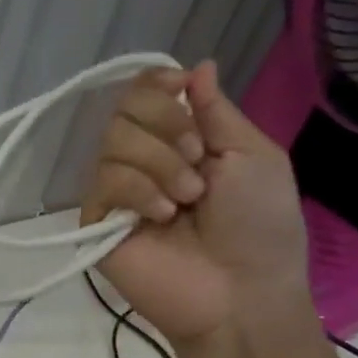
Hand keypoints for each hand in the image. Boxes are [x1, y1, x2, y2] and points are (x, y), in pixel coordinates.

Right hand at [81, 60, 310, 348]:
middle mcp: (144, 160)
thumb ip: (217, 112)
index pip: (145, 94)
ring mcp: (118, 193)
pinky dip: (137, 190)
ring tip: (185, 201)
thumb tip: (198, 66)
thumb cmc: (259, 226)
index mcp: (182, 141)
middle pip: (124, 109)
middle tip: (198, 162)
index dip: (155, 83)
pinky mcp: (98, 223)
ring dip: (159, 163)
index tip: (178, 87)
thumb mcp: (253, 156)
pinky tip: (161, 216)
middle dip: (167, 126)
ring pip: (112, 142)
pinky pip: (102, 182)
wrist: (239, 292)